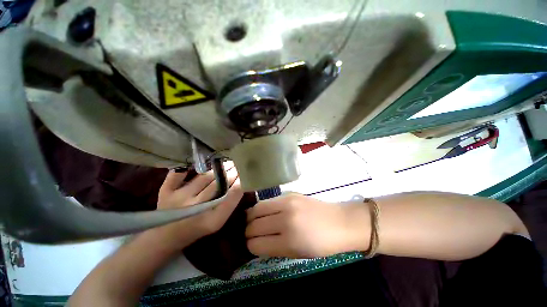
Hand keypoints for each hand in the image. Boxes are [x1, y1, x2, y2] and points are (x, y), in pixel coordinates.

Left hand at [153, 163, 242, 249]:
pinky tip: (200, 162)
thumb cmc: (198, 227)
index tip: (245, 174)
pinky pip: (179, 174)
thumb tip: (241, 181)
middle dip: (231, 172)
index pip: (231, 195)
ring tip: (227, 163)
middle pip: (219, 184)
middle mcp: (195, 208)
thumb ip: (230, 203)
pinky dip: (189, 166)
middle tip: (239, 164)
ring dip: (219, 168)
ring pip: (205, 177)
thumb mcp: (218, 221)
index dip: (240, 182)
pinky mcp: (165, 191)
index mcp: (211, 220)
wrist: (168, 235)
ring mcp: (179, 198)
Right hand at [245, 193, 369, 257]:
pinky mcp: (289, 194)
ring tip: (252, 221)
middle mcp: (285, 219)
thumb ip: (274, 248)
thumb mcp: (297, 253)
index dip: (249, 246)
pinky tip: (264, 212)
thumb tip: (255, 243)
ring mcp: (287, 202)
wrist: (340, 222)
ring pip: (256, 209)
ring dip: (251, 217)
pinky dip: (261, 208)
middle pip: (253, 225)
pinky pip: (267, 201)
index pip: (256, 244)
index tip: (249, 246)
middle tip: (248, 233)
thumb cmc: (322, 244)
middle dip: (247, 232)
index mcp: (289, 240)